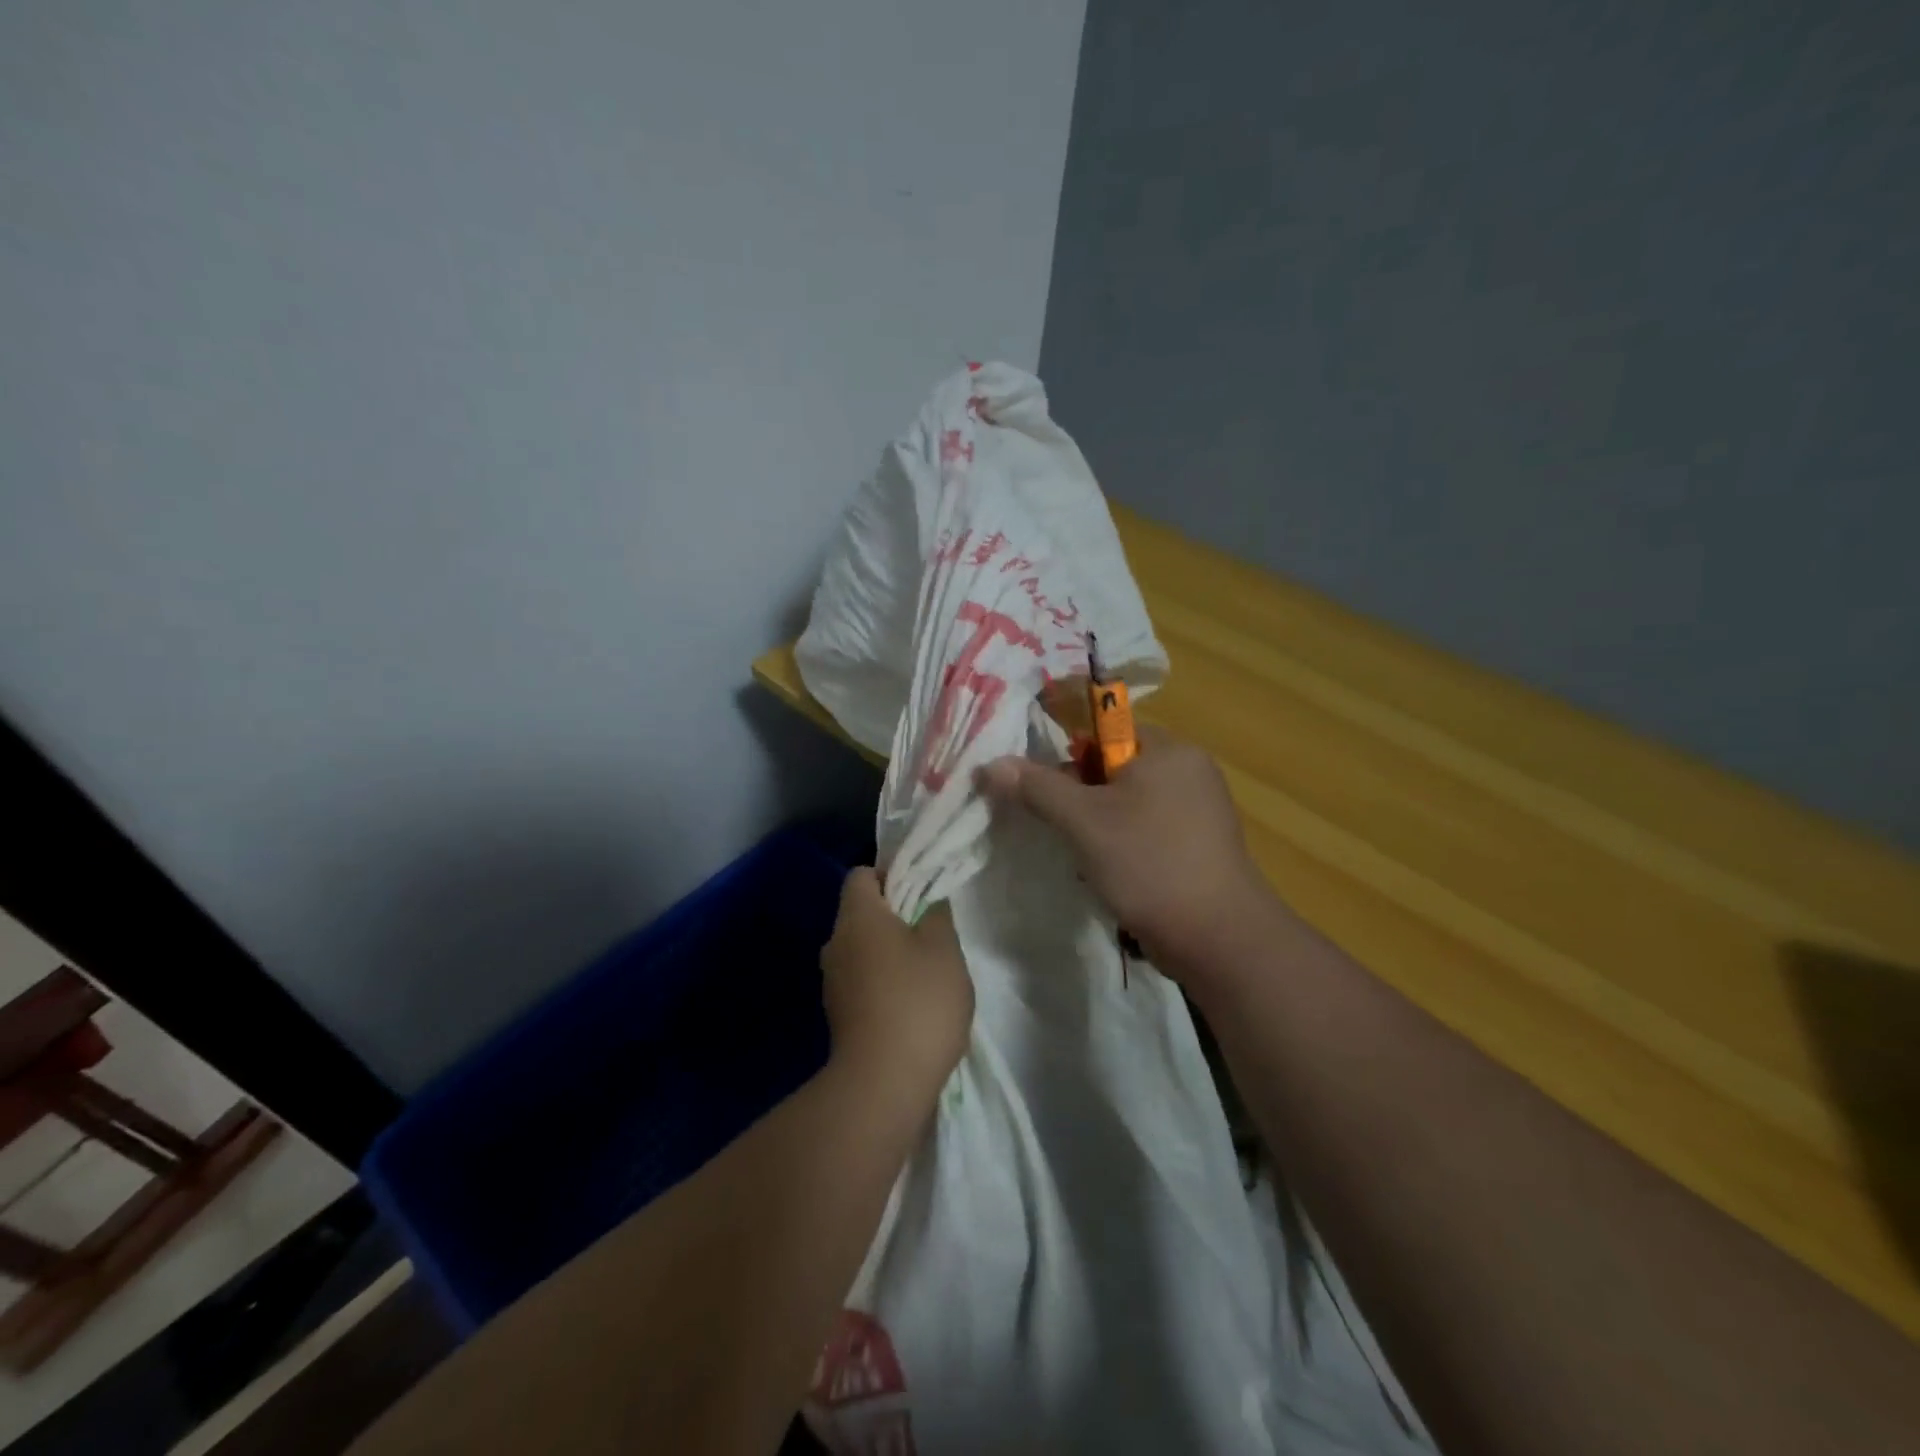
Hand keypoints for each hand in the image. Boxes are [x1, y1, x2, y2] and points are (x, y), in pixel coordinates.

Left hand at [820, 868, 973, 1097]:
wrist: (883, 1084)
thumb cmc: (917, 1001)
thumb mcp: (944, 948)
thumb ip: (937, 914)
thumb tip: (928, 901)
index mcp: (857, 917)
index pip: (862, 875)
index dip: (891, 875)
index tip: (921, 893)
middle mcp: (835, 943)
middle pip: (862, 913)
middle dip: (896, 917)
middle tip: (932, 933)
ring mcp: (833, 982)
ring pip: (863, 949)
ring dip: (891, 954)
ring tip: (927, 974)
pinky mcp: (838, 1015)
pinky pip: (862, 981)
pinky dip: (883, 984)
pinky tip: (912, 1006)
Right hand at [977, 727, 1280, 982]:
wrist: (1218, 938)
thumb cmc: (1149, 863)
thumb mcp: (1083, 822)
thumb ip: (1037, 788)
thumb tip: (992, 764)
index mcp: (1169, 749)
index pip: (1106, 731)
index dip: (1070, 757)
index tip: (1049, 792)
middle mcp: (1189, 770)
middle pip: (1116, 768)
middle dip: (1082, 798)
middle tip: (1064, 829)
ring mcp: (1200, 810)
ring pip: (1129, 804)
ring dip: (1100, 826)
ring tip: (1087, 858)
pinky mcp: (1201, 846)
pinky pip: (1149, 830)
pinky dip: (1125, 845)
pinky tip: (1114, 874)